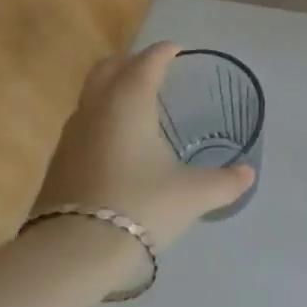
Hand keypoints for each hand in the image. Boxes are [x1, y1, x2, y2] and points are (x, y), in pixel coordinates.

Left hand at [29, 43, 253, 250]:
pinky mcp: (58, 164)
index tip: (180, 52)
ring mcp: (71, 136)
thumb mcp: (193, 195)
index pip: (148, 61)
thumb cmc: (140, 207)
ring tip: (139, 108)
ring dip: (113, 91)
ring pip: (91, 96)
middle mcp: (96, 109)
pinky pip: (83, 125)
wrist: (71, 255)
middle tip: (156, 72)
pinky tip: (119, 147)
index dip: (165, 52)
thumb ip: (225, 181)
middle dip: (132, 62)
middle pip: (108, 67)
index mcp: (129, 102)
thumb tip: (248, 174)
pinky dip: (102, 121)